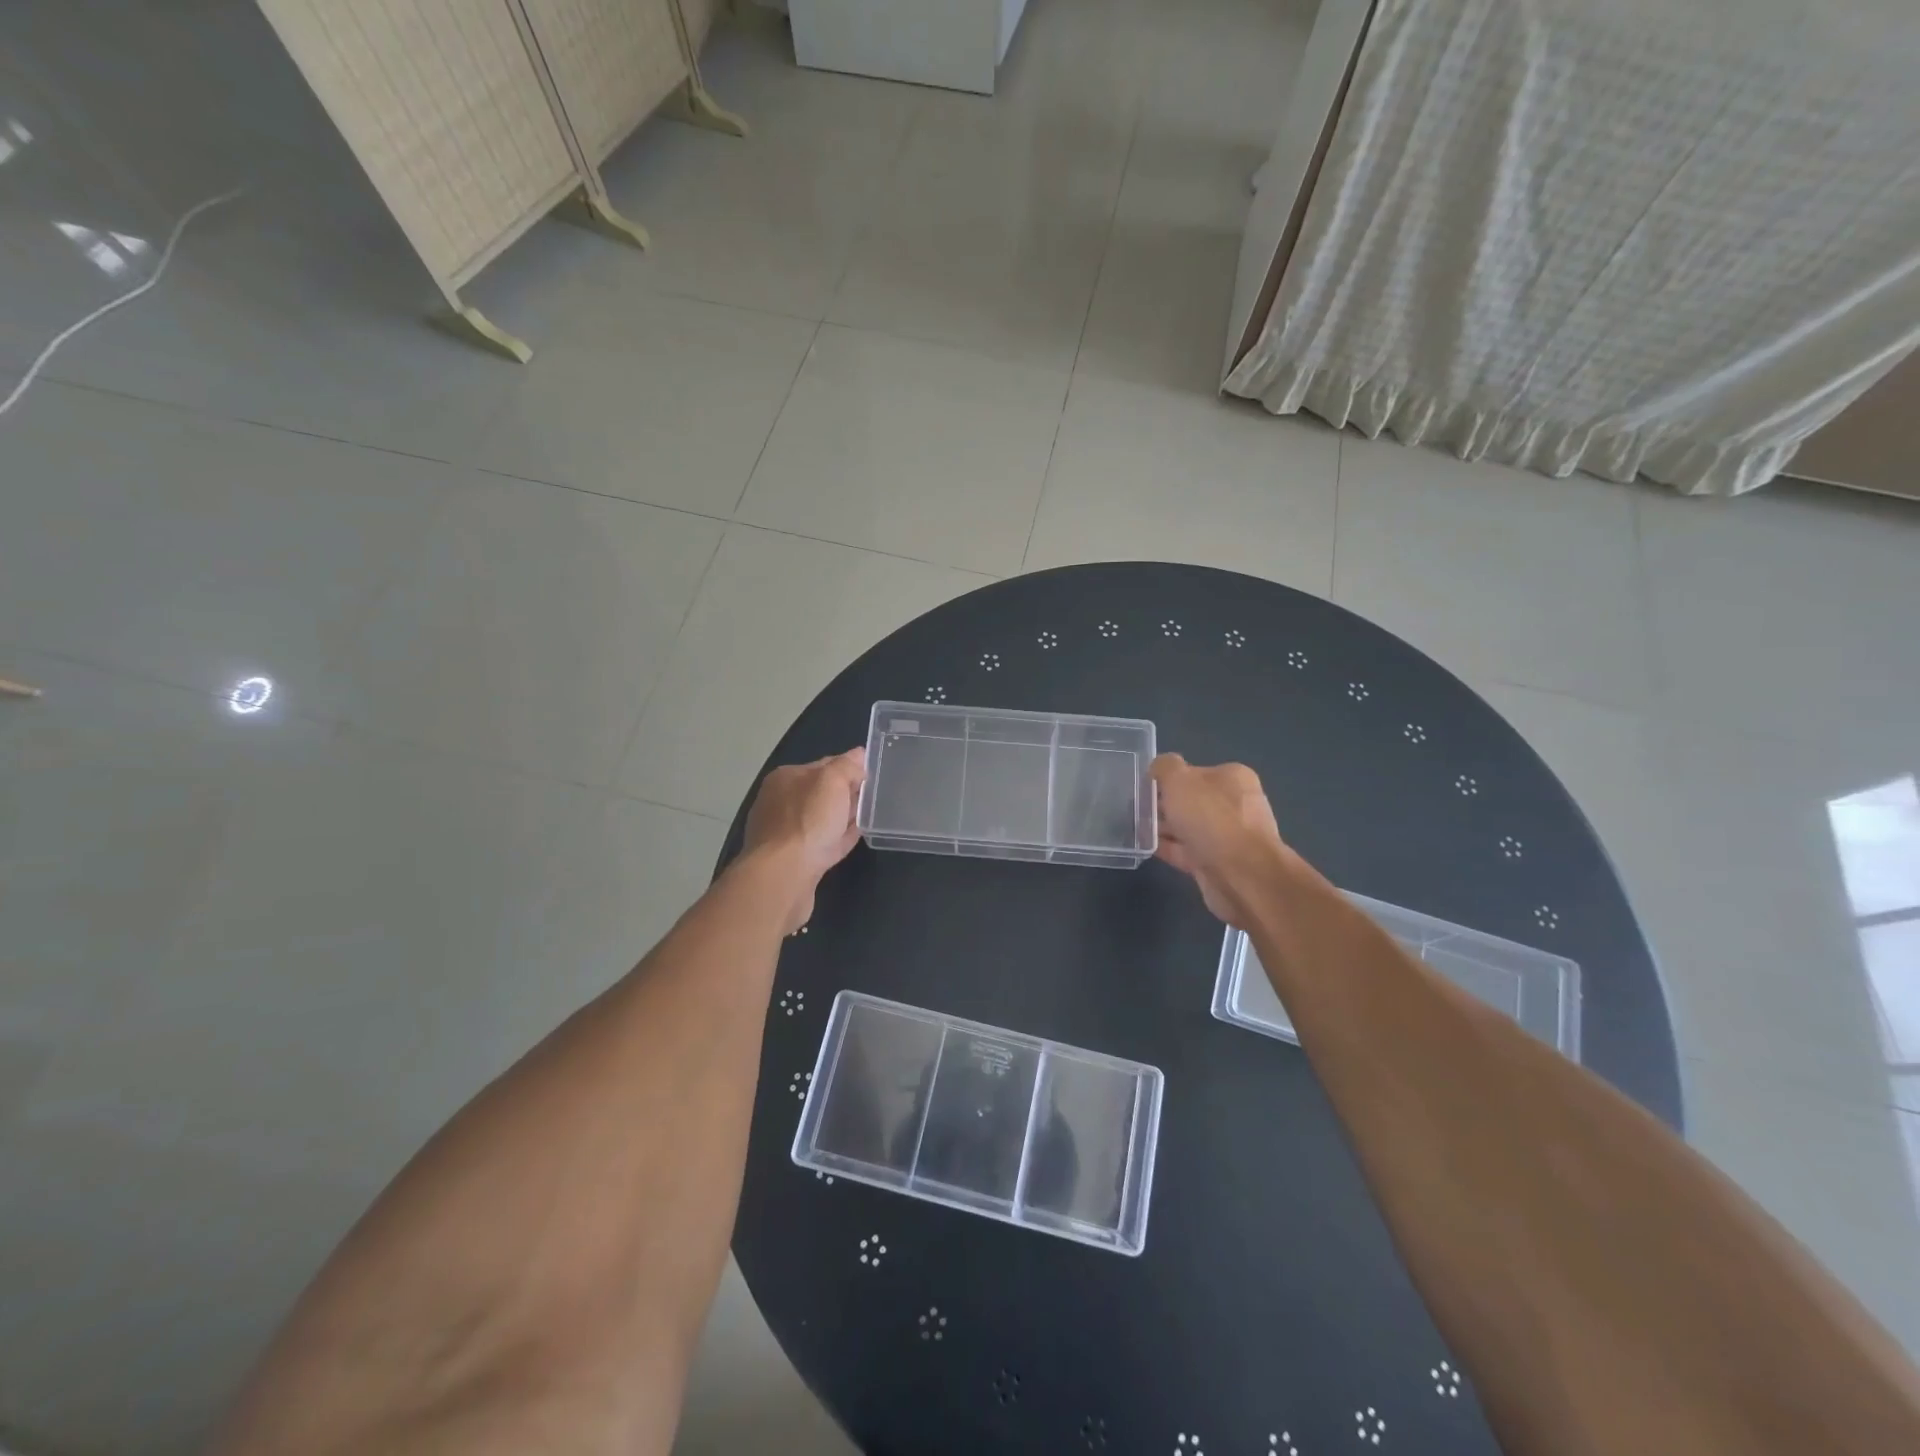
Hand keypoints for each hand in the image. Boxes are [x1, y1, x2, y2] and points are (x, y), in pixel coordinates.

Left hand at [742, 747, 866, 933]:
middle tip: (875, 794)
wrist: (784, 876)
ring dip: (843, 816)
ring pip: (823, 819)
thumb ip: (846, 766)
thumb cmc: (807, 821)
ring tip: (869, 814)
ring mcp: (786, 834)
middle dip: (846, 792)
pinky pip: (824, 842)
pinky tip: (855, 836)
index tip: (872, 773)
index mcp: (785, 779)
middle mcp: (781, 803)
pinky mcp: (795, 860)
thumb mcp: (832, 781)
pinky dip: (839, 837)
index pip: (823, 765)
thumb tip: (858, 755)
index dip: (848, 767)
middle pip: (822, 793)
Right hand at [1150, 754, 1291, 926]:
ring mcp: (1228, 837)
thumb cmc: (1211, 818)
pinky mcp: (1218, 864)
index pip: (1195, 771)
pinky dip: (1168, 848)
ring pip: (1188, 827)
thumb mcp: (1180, 780)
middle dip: (1165, 804)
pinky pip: (1187, 851)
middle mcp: (1235, 805)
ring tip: (1133, 827)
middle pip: (1192, 800)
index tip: (1144, 786)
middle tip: (1134, 807)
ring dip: (1164, 827)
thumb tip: (1159, 768)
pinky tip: (1144, 846)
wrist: (1241, 876)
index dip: (1169, 777)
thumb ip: (1165, 767)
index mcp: (1233, 779)